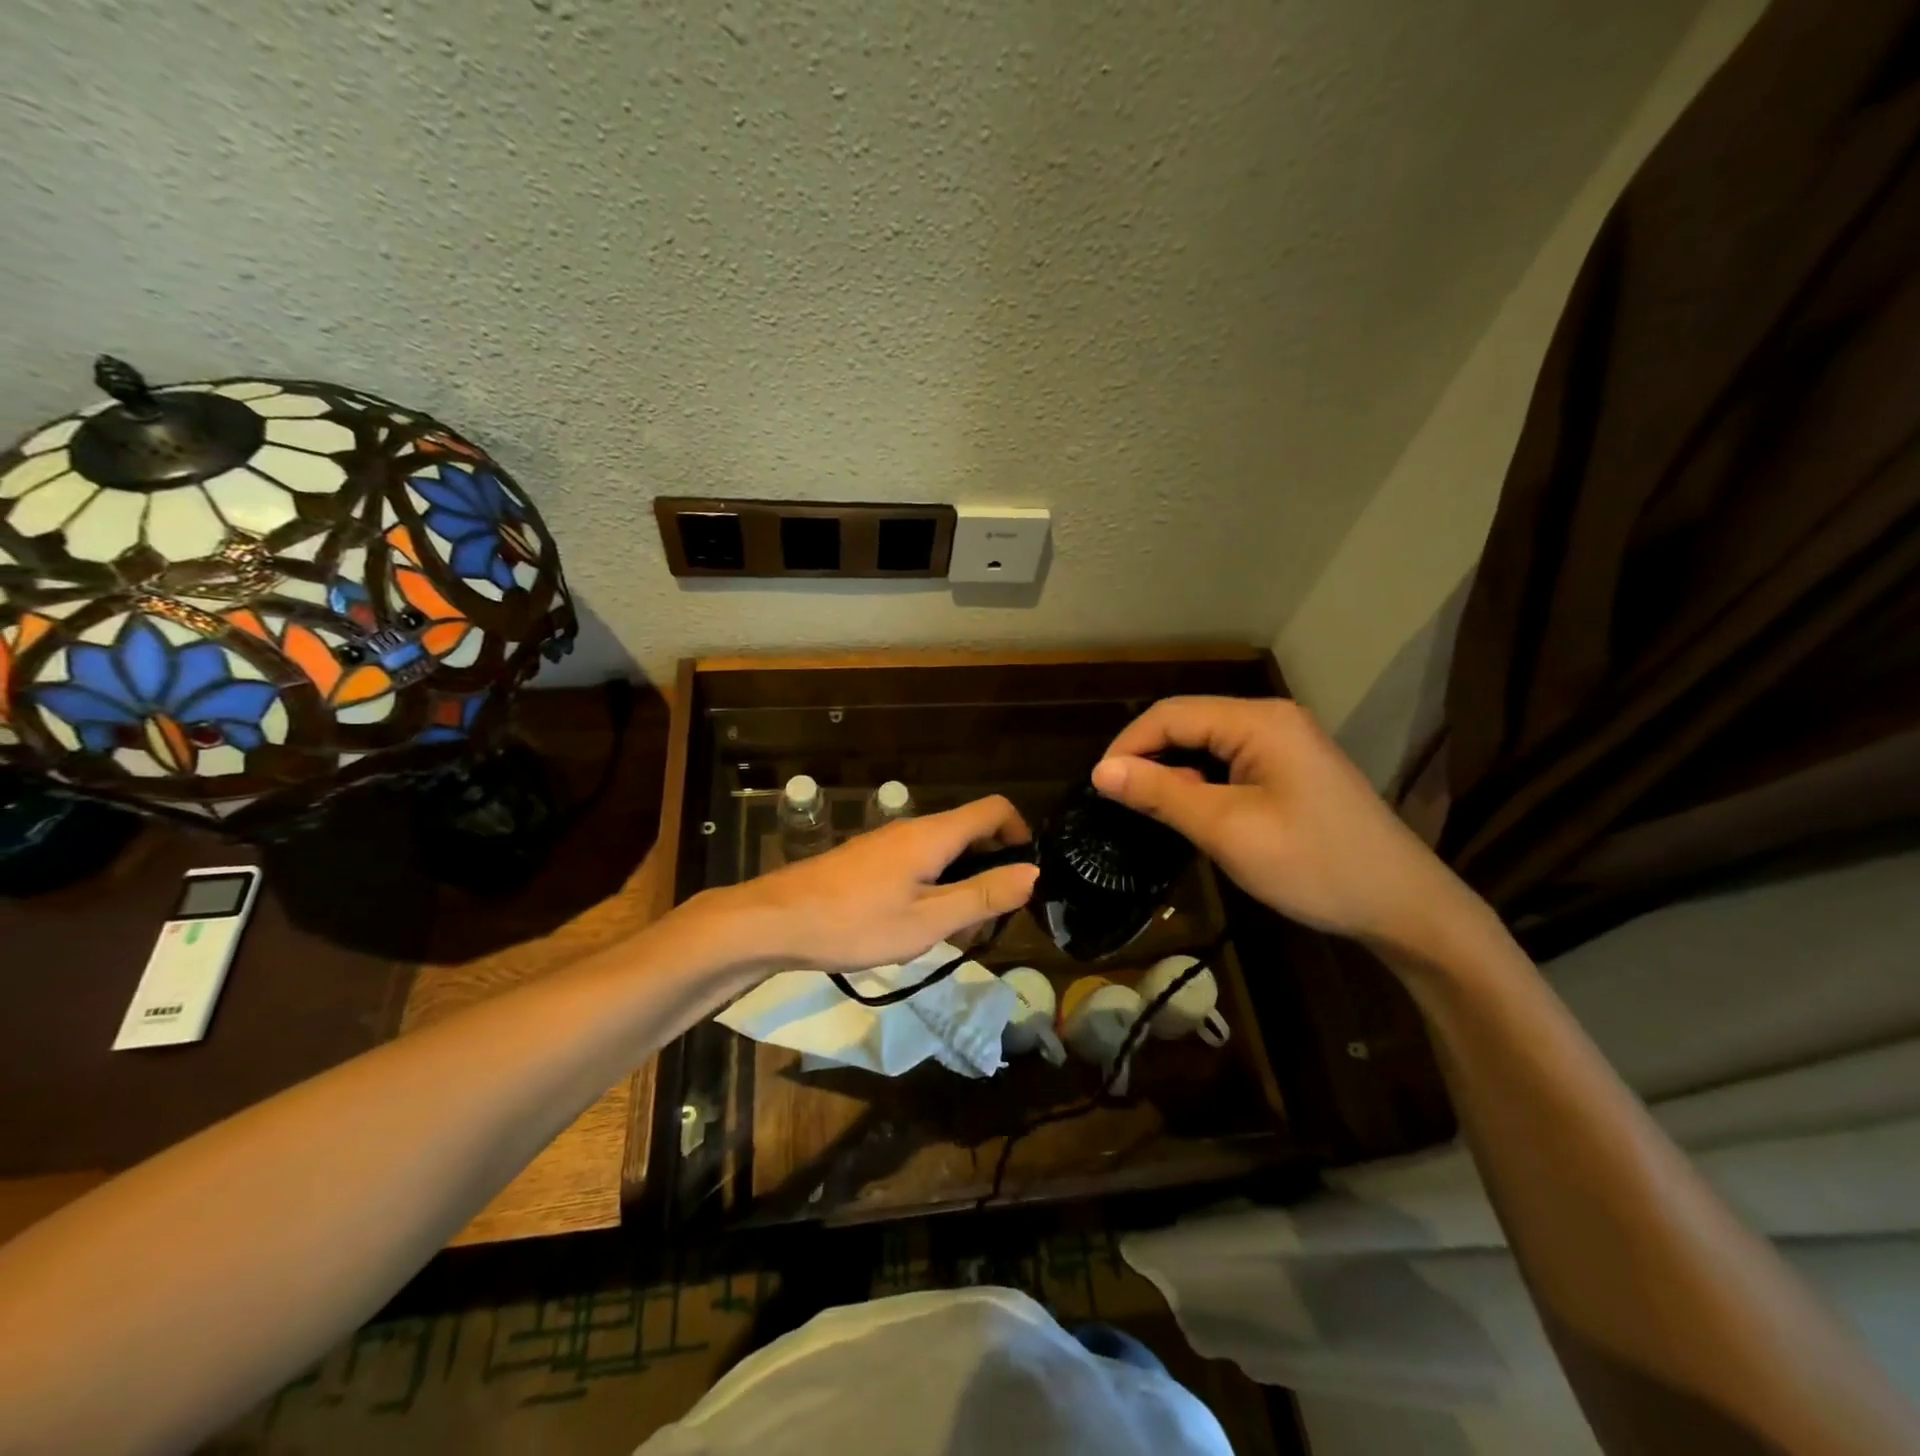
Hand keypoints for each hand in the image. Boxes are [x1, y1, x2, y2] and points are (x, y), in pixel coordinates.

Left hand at [710, 795, 1039, 971]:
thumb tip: (1032, 872)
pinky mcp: (869, 860)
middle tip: (991, 919)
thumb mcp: (927, 921)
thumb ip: (982, 896)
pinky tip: (917, 926)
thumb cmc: (855, 923)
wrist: (775, 921)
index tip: (1027, 875)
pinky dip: (934, 887)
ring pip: (944, 851)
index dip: (1021, 833)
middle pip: (971, 831)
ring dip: (962, 883)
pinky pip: (918, 863)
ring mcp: (887, 843)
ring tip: (955, 932)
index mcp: (934, 835)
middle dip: (992, 868)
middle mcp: (914, 828)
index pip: (994, 809)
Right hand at [1092, 696, 1484, 952]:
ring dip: (1174, 772)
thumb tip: (1101, 771)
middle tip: (1119, 803)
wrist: (1405, 906)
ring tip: (1148, 810)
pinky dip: (1202, 783)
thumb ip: (1162, 794)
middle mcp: (1272, 720)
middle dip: (1149, 757)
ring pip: (1208, 744)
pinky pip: (1231, 762)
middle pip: (1189, 723)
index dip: (1128, 745)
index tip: (1098, 787)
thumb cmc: (1314, 865)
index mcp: (1259, 722)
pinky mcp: (1293, 770)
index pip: (1171, 714)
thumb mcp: (1227, 830)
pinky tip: (1192, 812)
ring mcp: (1287, 743)